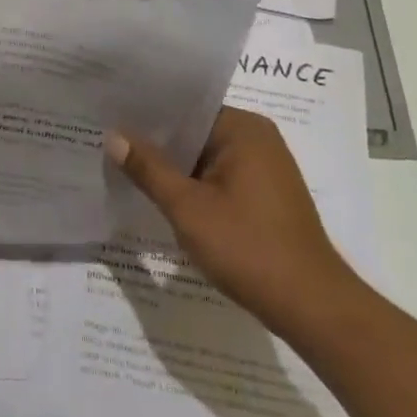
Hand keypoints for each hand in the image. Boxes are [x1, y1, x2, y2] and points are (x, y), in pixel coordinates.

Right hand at [108, 107, 354, 329]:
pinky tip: (159, 195)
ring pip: (203, 157)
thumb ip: (148, 168)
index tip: (107, 115)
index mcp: (243, 129)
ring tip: (122, 165)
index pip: (184, 108)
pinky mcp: (263, 196)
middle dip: (154, 142)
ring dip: (171, 167)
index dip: (144, 113)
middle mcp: (257, 139)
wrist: (311, 308)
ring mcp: (263, 169)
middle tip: (105, 140)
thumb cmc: (248, 248)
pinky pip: (216, 177)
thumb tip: (113, 135)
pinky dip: (191, 185)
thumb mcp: (188, 208)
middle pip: (192, 132)